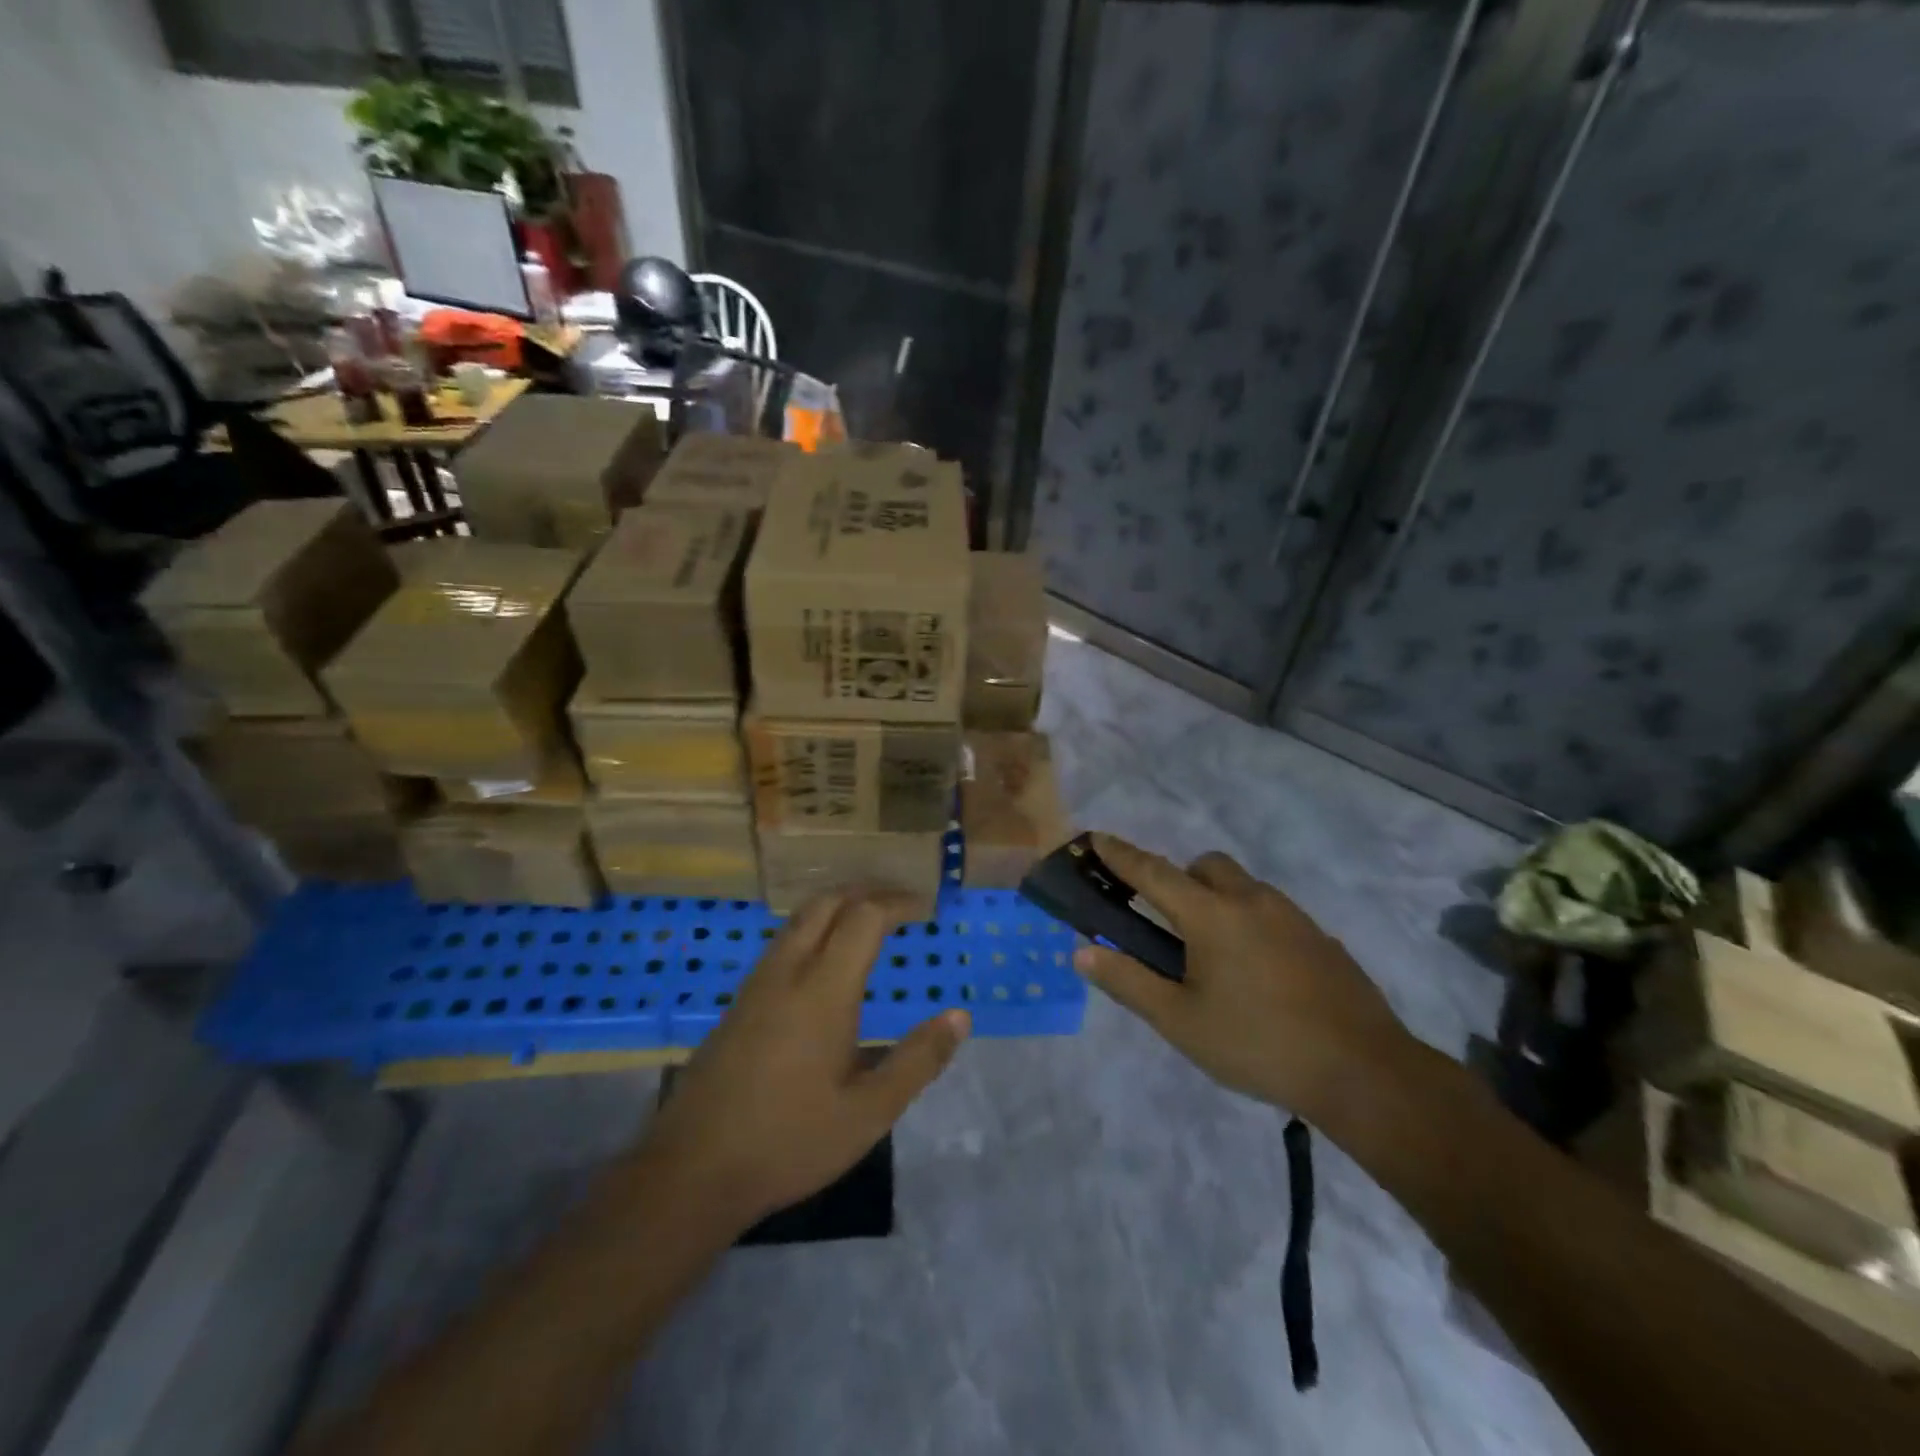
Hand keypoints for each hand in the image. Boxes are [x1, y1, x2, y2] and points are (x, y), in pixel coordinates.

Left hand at [634, 889, 970, 1227]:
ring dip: (838, 906)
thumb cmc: (789, 1140)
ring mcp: (757, 984)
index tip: (927, 908)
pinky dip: (815, 928)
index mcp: (824, 989)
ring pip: (800, 918)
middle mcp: (788, 971)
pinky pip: (783, 941)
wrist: (691, 1170)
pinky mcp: (739, 1002)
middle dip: (868, 892)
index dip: (899, 902)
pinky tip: (825, 963)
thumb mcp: (869, 1112)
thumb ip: (918, 1060)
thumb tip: (959, 1016)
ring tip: (870, 923)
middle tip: (902, 905)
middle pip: (828, 902)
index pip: (865, 916)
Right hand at [1074, 834, 1414, 1119]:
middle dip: (1179, 878)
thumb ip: (1128, 981)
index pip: (1153, 872)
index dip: (1121, 855)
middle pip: (1205, 865)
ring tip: (1214, 956)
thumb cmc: (1258, 1044)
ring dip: (1217, 898)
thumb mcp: (1180, 1022)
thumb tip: (1082, 953)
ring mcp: (1292, 915)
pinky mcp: (1320, 937)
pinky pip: (1271, 910)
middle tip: (1169, 923)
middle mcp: (1251, 900)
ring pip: (1242, 885)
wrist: (1364, 1071)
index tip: (1096, 837)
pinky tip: (1258, 973)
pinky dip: (1250, 921)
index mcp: (1211, 915)